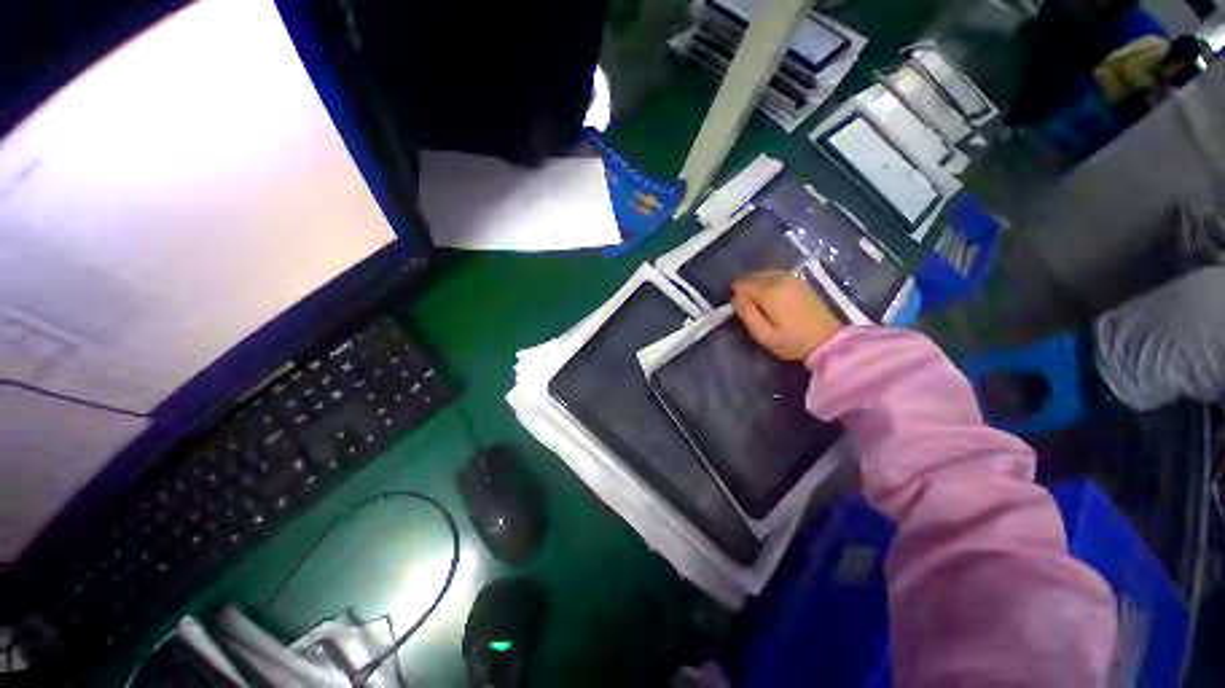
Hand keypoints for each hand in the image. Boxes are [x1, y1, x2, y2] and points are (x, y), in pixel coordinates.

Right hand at [731, 270, 842, 361]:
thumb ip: (746, 313)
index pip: (740, 283)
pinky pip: (775, 275)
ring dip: (756, 286)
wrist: (829, 341)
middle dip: (745, 289)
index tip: (739, 310)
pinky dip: (768, 283)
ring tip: (760, 305)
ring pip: (762, 274)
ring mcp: (792, 277)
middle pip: (751, 276)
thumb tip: (734, 297)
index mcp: (769, 291)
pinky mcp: (800, 280)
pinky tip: (773, 299)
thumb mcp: (763, 334)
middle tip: (749, 309)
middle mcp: (779, 278)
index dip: (735, 296)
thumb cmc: (792, 341)